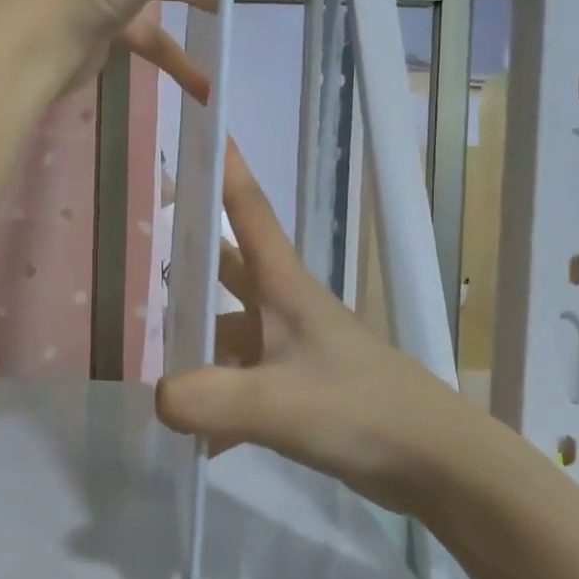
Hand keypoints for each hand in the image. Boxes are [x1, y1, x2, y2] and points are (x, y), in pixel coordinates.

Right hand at [154, 140, 475, 517]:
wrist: (435, 461)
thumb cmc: (360, 410)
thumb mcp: (277, 403)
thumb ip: (209, 399)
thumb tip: (155, 396)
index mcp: (284, 285)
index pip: (248, 207)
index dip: (224, 163)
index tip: (202, 117)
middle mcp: (286, 306)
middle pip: (230, 265)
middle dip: (192, 250)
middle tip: (143, 238)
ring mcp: (294, 348)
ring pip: (232, 329)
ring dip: (198, 342)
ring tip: (150, 360)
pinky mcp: (300, 388)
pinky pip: (245, 382)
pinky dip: (221, 402)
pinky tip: (199, 438)